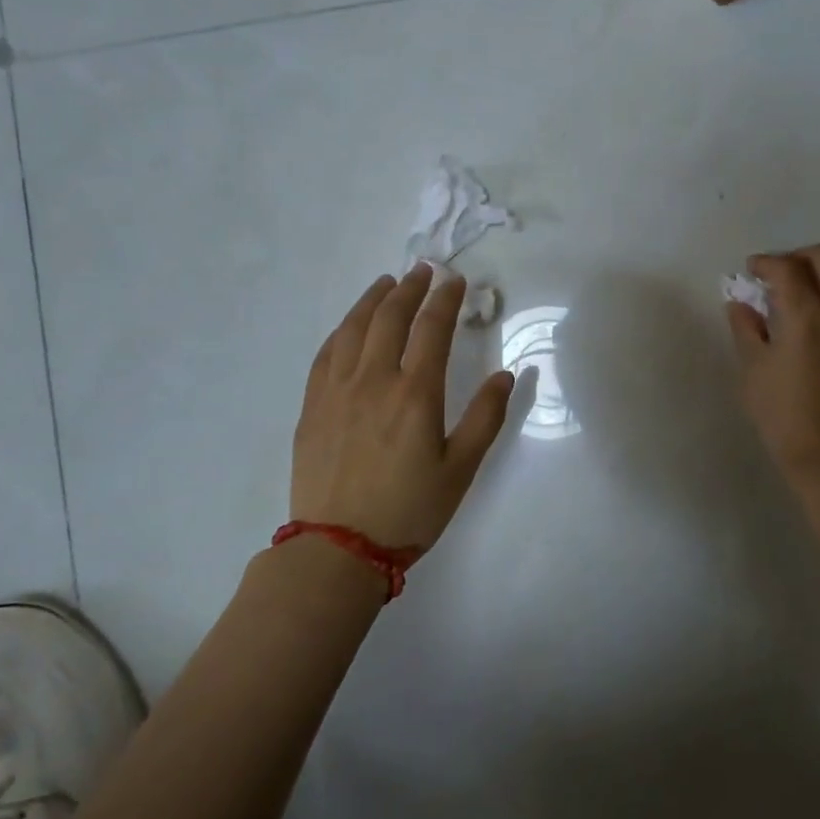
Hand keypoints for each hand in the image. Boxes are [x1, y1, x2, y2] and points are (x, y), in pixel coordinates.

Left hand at [291, 263, 515, 551]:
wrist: (338, 548)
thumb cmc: (409, 511)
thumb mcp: (461, 470)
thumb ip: (485, 418)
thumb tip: (507, 376)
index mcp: (415, 393)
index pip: (432, 328)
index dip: (445, 298)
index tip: (455, 280)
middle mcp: (373, 380)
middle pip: (390, 317)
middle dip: (410, 288)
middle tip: (423, 270)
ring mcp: (336, 390)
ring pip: (353, 328)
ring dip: (372, 299)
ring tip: (386, 283)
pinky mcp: (312, 406)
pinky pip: (326, 353)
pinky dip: (342, 329)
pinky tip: (350, 325)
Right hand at [726, 245, 819, 493]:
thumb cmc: (785, 415)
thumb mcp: (753, 371)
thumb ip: (746, 329)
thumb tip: (741, 304)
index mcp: (806, 311)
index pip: (786, 266)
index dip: (764, 262)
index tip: (749, 271)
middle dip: (795, 257)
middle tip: (772, 277)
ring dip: (816, 275)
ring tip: (790, 300)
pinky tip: (810, 325)